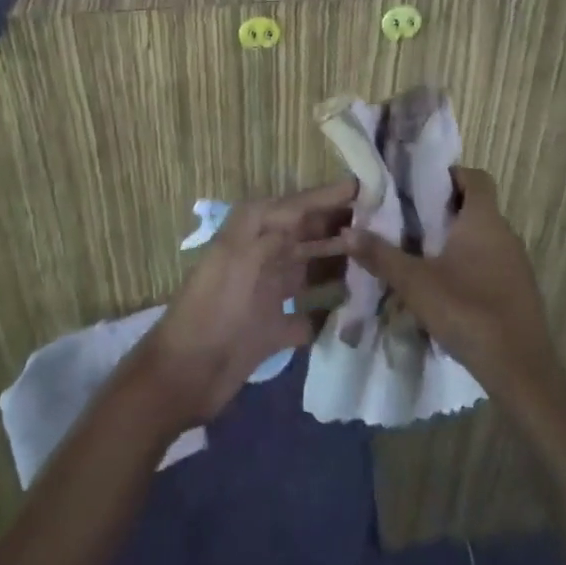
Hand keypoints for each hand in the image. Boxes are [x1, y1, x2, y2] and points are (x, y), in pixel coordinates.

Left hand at [129, 179, 356, 429]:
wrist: (181, 377)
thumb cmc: (213, 309)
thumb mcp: (243, 257)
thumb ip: (279, 229)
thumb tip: (315, 208)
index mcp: (253, 233)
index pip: (299, 205)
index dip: (330, 196)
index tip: (368, 188)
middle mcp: (262, 257)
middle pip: (308, 235)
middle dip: (342, 229)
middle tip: (385, 227)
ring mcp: (268, 294)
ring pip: (311, 271)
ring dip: (340, 267)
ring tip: (378, 264)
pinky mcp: (272, 331)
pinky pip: (308, 317)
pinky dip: (329, 314)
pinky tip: (356, 313)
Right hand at [339, 167, 561, 403]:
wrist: (521, 371)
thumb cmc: (468, 312)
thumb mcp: (416, 284)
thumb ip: (381, 256)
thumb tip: (347, 233)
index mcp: (484, 220)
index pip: (475, 177)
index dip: (450, 175)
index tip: (420, 187)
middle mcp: (505, 233)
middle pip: (476, 206)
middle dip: (444, 210)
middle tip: (410, 221)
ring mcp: (516, 263)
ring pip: (483, 237)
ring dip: (456, 240)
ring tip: (422, 255)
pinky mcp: (519, 290)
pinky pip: (491, 263)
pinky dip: (470, 265)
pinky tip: (447, 290)